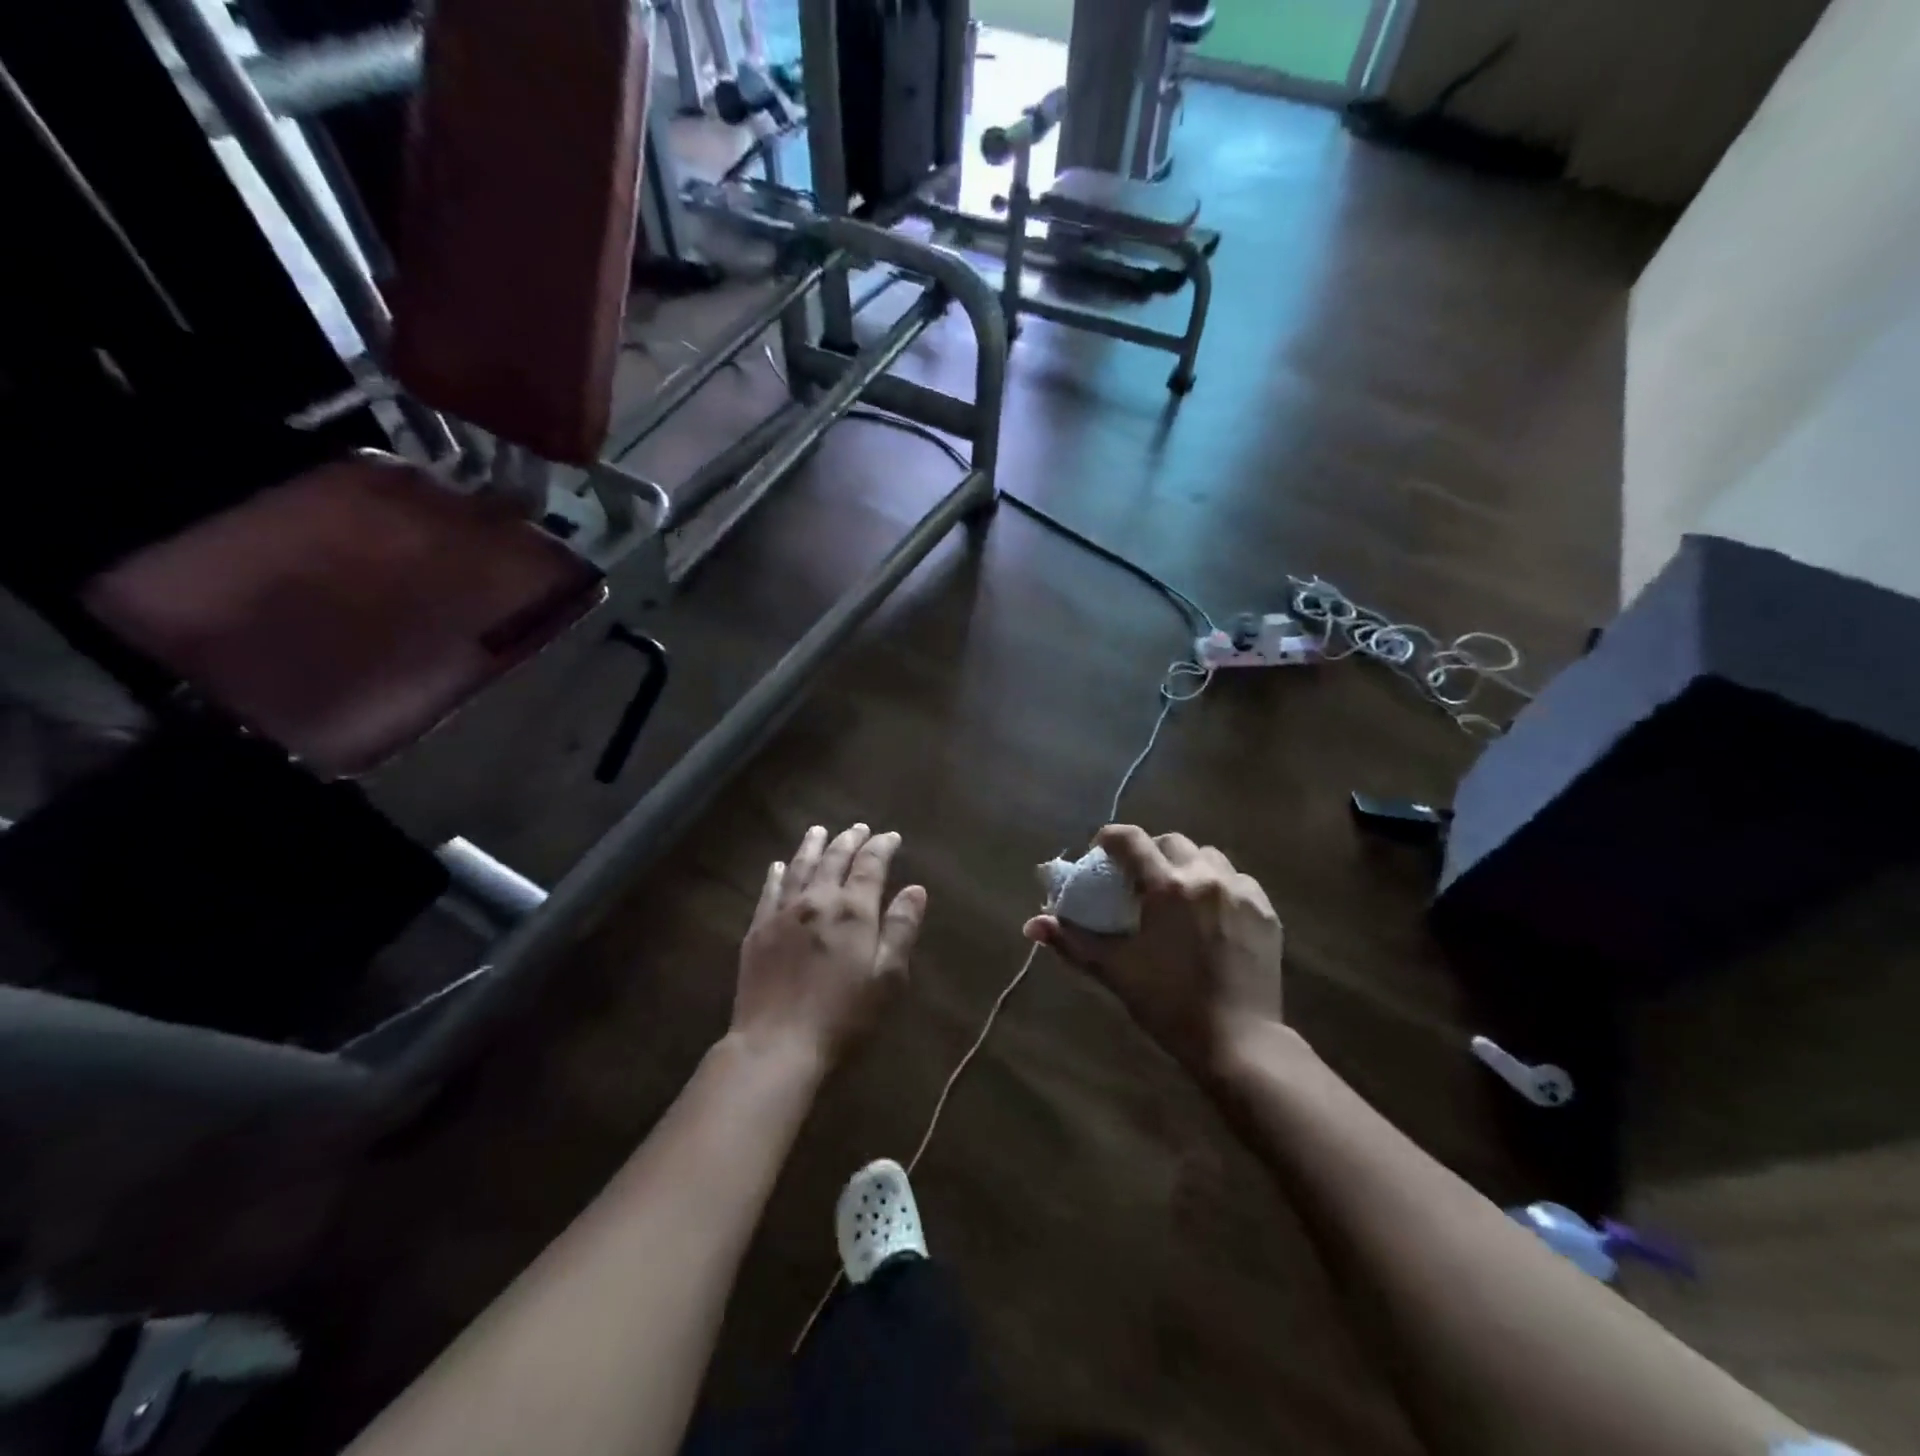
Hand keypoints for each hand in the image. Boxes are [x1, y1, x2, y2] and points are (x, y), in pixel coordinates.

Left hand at [732, 824, 926, 1067]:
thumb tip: (915, 889)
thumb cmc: (843, 1016)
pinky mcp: (757, 930)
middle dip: (849, 840)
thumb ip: (901, 929)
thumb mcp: (888, 978)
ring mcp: (783, 913)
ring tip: (819, 831)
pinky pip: (769, 891)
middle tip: (859, 827)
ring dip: (812, 846)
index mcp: (853, 910)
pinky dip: (777, 874)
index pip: (870, 865)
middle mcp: (817, 900)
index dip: (882, 847)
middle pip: (834, 859)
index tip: (891, 836)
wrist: (777, 1045)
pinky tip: (778, 866)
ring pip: (800, 867)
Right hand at [1024, 825, 1282, 1074]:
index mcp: (1167, 886)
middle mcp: (1205, 877)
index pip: (1131, 839)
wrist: (1239, 1041)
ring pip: (1208, 856)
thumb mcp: (1116, 970)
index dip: (1110, 837)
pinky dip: (1219, 885)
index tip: (1100, 851)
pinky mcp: (1265, 911)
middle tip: (1139, 881)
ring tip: (1178, 894)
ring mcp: (1241, 892)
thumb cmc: (1169, 1003)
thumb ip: (1073, 941)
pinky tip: (1211, 914)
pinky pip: (1238, 880)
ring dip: (1187, 866)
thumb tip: (1032, 925)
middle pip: (1172, 842)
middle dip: (1150, 853)